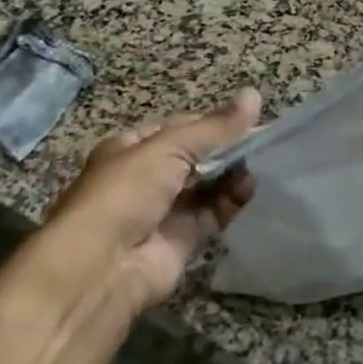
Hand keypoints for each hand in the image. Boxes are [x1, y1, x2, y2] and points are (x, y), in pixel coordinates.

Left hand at [14, 90, 262, 326]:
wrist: (100, 268)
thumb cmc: (126, 192)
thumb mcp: (169, 148)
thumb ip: (215, 127)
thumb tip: (255, 94)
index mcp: (133, 147)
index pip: (182, 128)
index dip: (215, 123)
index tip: (251, 119)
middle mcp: (148, 177)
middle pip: (198, 157)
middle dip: (228, 150)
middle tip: (262, 143)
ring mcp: (164, 210)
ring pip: (208, 186)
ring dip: (232, 175)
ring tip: (257, 166)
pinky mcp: (181, 240)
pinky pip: (212, 214)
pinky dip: (232, 202)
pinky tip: (248, 190)